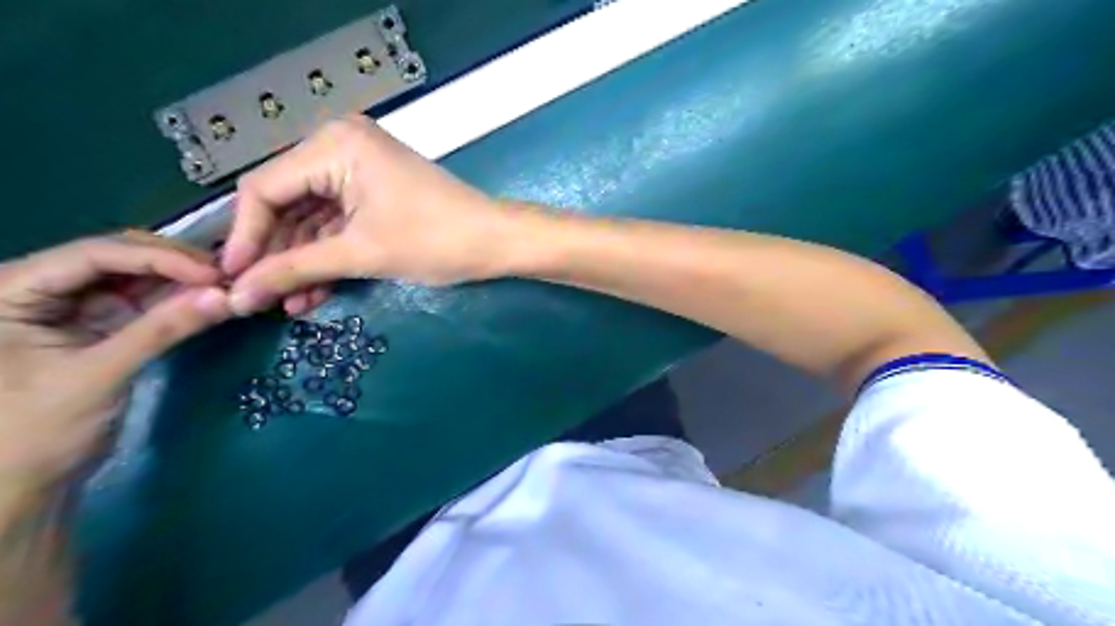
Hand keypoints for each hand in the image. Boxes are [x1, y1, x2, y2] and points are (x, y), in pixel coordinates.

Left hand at [1, 232, 228, 495]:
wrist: (22, 483)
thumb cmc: (34, 432)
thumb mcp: (99, 375)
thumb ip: (162, 331)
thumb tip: (225, 296)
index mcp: (11, 291)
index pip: (93, 255)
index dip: (158, 257)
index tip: (213, 273)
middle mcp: (42, 289)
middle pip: (118, 258)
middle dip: (175, 264)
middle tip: (229, 277)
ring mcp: (75, 307)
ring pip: (138, 278)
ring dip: (184, 281)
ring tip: (229, 286)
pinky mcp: (103, 326)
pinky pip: (147, 303)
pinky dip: (180, 302)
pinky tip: (212, 301)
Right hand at [226, 116, 526, 315]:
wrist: (496, 243)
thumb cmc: (434, 240)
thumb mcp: (360, 254)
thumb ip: (294, 270)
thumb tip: (237, 296)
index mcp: (334, 145)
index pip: (264, 189)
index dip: (244, 238)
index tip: (231, 281)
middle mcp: (340, 147)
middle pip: (286, 205)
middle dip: (276, 255)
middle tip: (258, 298)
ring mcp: (359, 171)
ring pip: (312, 220)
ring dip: (301, 263)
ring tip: (288, 305)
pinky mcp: (375, 194)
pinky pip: (338, 224)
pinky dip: (327, 257)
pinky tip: (313, 294)